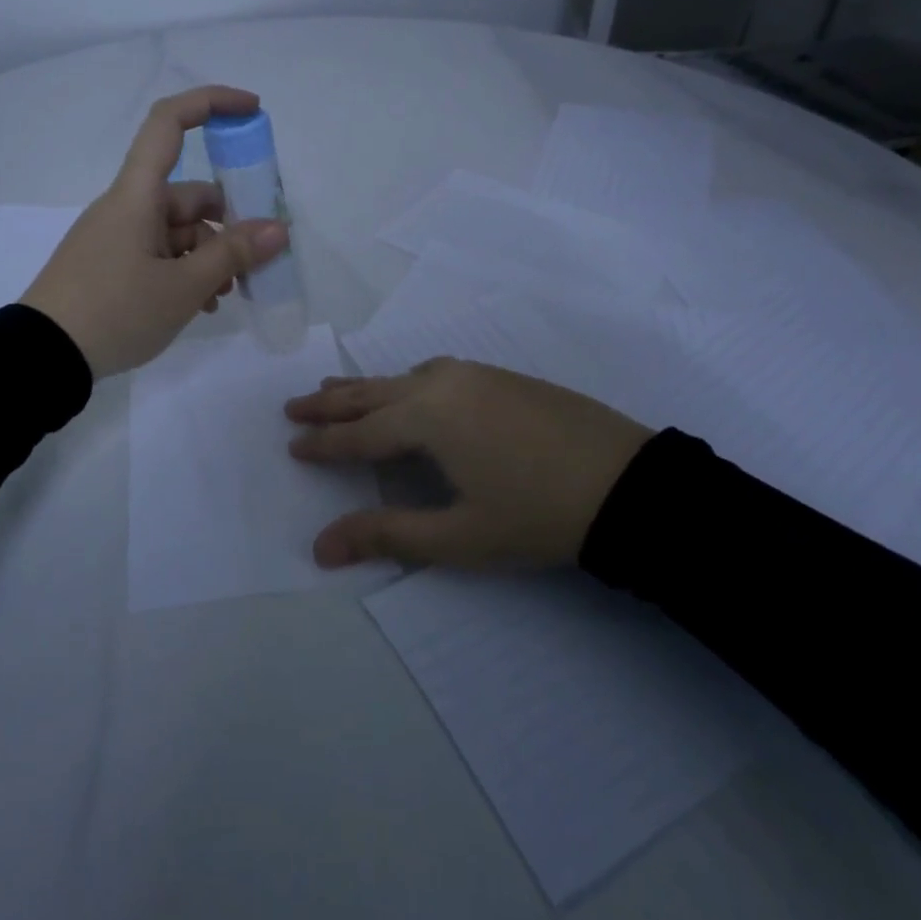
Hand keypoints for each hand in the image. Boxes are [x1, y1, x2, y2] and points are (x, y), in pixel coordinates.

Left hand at [20, 85, 288, 378]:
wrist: (43, 357)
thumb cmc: (115, 311)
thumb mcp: (183, 288)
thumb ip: (233, 255)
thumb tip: (277, 229)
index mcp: (137, 195)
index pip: (169, 122)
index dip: (211, 103)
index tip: (252, 111)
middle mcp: (126, 207)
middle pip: (189, 195)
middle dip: (228, 225)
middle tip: (255, 262)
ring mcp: (116, 237)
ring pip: (178, 231)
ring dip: (209, 257)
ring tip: (225, 297)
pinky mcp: (110, 265)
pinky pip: (159, 254)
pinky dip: (185, 272)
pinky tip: (201, 305)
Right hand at [284, 358, 653, 568]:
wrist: (629, 485)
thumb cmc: (536, 516)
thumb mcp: (458, 536)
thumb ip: (386, 535)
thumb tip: (320, 548)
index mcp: (426, 417)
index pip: (358, 433)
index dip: (322, 443)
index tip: (292, 445)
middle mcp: (441, 383)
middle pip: (371, 392)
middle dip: (329, 402)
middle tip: (293, 406)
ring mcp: (474, 374)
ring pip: (401, 377)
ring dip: (364, 388)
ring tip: (335, 392)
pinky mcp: (500, 376)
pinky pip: (433, 371)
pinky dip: (403, 382)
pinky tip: (409, 391)